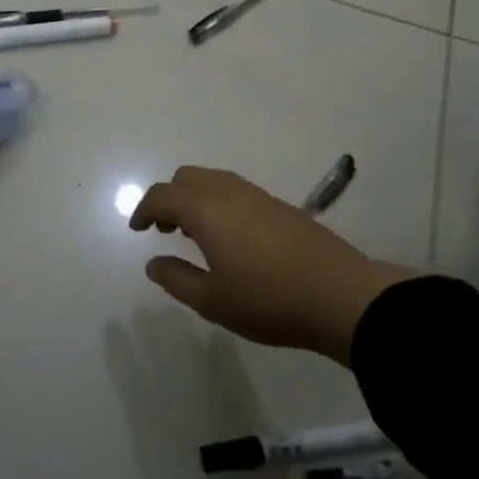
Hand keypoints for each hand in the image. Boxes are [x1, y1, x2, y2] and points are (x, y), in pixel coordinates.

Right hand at [132, 166, 415, 364]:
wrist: (340, 295)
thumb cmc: (269, 300)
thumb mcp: (213, 301)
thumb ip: (177, 279)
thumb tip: (153, 262)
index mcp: (206, 210)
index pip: (163, 195)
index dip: (144, 209)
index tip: (138, 229)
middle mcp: (229, 192)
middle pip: (187, 177)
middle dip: (169, 198)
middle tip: (166, 230)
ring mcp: (258, 196)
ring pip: (213, 180)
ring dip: (195, 198)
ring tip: (196, 234)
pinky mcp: (280, 206)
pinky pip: (235, 190)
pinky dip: (218, 202)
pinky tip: (230, 237)